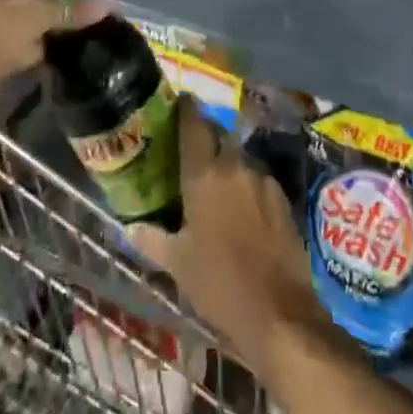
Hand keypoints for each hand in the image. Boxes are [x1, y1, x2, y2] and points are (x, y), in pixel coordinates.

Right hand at [131, 100, 333, 372]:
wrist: (279, 313)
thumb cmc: (218, 283)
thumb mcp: (177, 263)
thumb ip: (152, 239)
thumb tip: (129, 227)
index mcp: (204, 174)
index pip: (194, 124)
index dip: (186, 109)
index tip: (179, 101)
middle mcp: (235, 166)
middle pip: (220, 136)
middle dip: (207, 136)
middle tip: (191, 150)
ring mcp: (263, 181)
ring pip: (241, 158)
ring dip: (227, 162)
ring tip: (215, 183)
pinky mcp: (283, 200)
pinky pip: (259, 180)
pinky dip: (247, 185)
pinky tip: (242, 208)